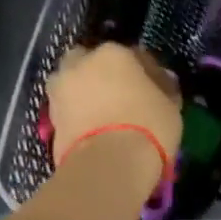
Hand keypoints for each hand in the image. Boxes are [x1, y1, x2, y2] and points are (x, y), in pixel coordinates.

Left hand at [47, 43, 182, 173]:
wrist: (108, 166)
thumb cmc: (148, 127)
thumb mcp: (171, 107)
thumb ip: (164, 88)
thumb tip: (162, 80)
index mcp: (113, 53)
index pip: (133, 55)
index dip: (145, 73)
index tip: (154, 89)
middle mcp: (80, 64)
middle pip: (92, 63)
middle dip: (102, 75)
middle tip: (120, 96)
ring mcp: (59, 91)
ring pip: (74, 85)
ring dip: (84, 94)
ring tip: (103, 115)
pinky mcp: (49, 120)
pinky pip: (68, 111)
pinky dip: (76, 116)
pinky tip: (93, 130)